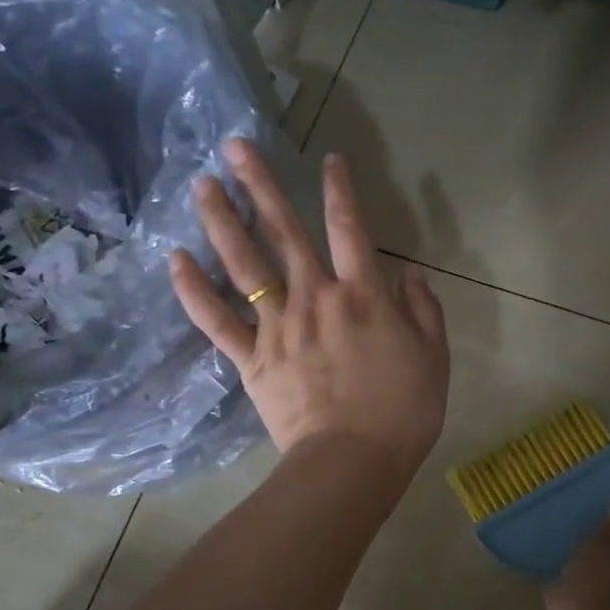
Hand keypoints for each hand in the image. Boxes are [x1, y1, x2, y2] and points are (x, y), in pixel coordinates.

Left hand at [170, 138, 449, 488]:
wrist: (352, 463)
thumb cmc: (402, 414)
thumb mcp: (434, 359)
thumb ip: (424, 310)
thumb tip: (408, 273)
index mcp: (363, 297)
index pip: (351, 229)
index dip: (340, 189)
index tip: (328, 158)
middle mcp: (316, 299)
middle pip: (284, 233)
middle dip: (260, 185)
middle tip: (234, 146)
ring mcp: (278, 328)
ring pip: (245, 266)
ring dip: (223, 221)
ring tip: (201, 185)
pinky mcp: (251, 359)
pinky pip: (218, 320)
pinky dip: (194, 290)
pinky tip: (176, 259)